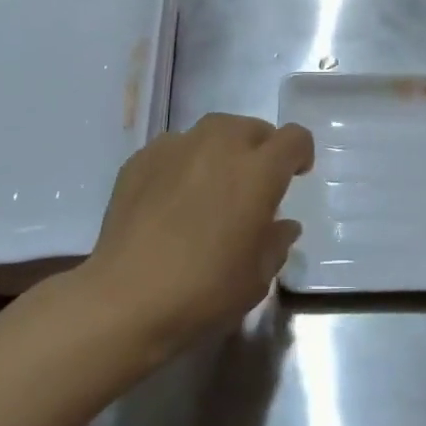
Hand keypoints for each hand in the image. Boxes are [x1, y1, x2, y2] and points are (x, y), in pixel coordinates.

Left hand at [84, 113, 311, 352]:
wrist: (125, 299)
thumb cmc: (204, 291)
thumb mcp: (257, 278)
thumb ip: (276, 242)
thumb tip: (282, 225)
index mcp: (258, 171)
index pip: (293, 138)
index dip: (300, 152)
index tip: (296, 175)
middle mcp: (220, 146)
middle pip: (252, 127)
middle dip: (260, 148)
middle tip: (253, 183)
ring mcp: (177, 147)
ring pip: (212, 131)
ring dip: (222, 150)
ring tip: (212, 184)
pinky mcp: (142, 158)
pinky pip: (175, 147)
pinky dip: (184, 162)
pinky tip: (173, 196)